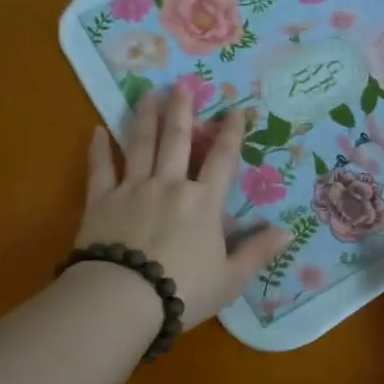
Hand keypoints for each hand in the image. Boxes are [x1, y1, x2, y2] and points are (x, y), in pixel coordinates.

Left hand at [75, 84, 290, 329]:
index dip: (231, 134)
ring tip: (148, 94)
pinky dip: (98, 149)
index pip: (222, 160)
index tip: (236, 110)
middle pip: (177, 141)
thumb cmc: (184, 290)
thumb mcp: (231, 278)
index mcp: (203, 203)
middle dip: (182, 111)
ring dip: (145, 117)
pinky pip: (100, 169)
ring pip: (140, 144)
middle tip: (182, 85)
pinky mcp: (100, 201)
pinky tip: (96, 130)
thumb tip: (288, 231)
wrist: (123, 298)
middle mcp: (170, 185)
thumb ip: (257, 252)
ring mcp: (133, 189)